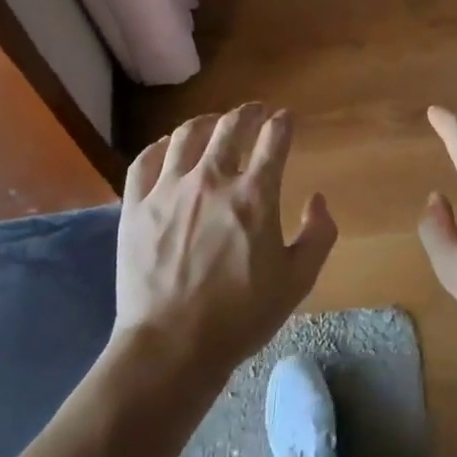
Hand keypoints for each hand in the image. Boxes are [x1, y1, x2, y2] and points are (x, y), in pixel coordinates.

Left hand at [114, 103, 337, 386]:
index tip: (286, 119)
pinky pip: (145, 160)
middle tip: (255, 111)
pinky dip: (160, 146)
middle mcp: (212, 180)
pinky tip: (167, 147)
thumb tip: (319, 199)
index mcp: (254, 195)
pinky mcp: (136, 205)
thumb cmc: (240, 317)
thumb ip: (318, 235)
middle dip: (248, 112)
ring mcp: (169, 189)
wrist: (171, 346)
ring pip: (187, 135)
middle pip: (231, 126)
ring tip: (214, 122)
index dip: (283, 123)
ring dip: (206, 122)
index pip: (274, 139)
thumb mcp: (297, 282)